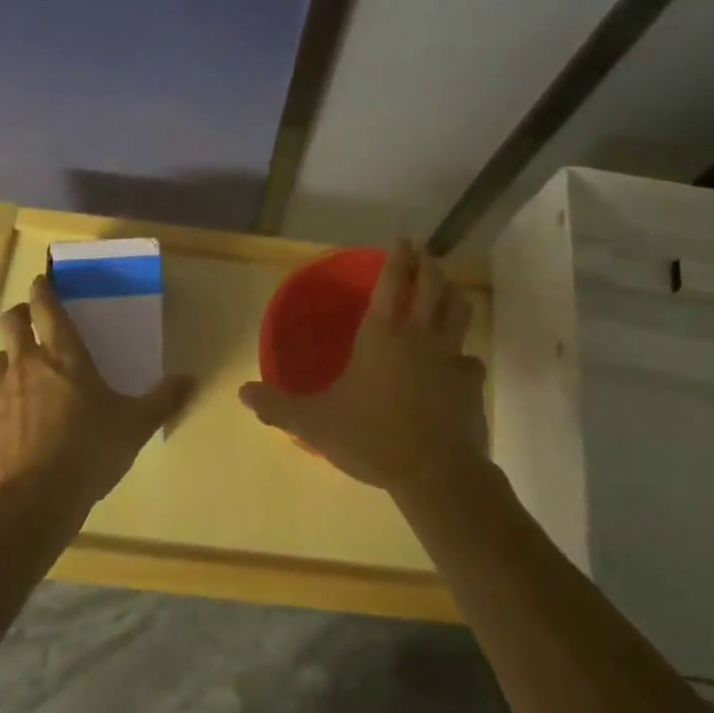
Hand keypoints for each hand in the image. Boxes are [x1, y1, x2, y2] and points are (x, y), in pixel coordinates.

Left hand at [0, 275, 193, 523]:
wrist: (34, 502)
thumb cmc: (90, 452)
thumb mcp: (136, 425)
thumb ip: (163, 399)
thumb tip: (192, 378)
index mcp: (65, 356)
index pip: (48, 309)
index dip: (43, 291)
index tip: (41, 283)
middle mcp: (26, 365)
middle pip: (11, 323)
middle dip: (18, 315)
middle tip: (27, 321)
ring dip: (3, 358)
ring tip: (13, 370)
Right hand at [238, 240, 487, 497]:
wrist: (434, 473)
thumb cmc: (372, 436)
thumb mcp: (315, 422)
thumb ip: (278, 406)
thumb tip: (242, 392)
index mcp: (382, 333)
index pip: (393, 281)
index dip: (398, 257)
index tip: (403, 239)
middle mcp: (419, 334)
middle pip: (432, 285)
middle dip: (429, 265)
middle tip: (425, 255)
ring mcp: (450, 357)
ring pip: (459, 312)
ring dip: (453, 296)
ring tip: (448, 291)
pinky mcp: (470, 383)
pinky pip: (471, 361)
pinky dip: (466, 357)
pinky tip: (462, 364)